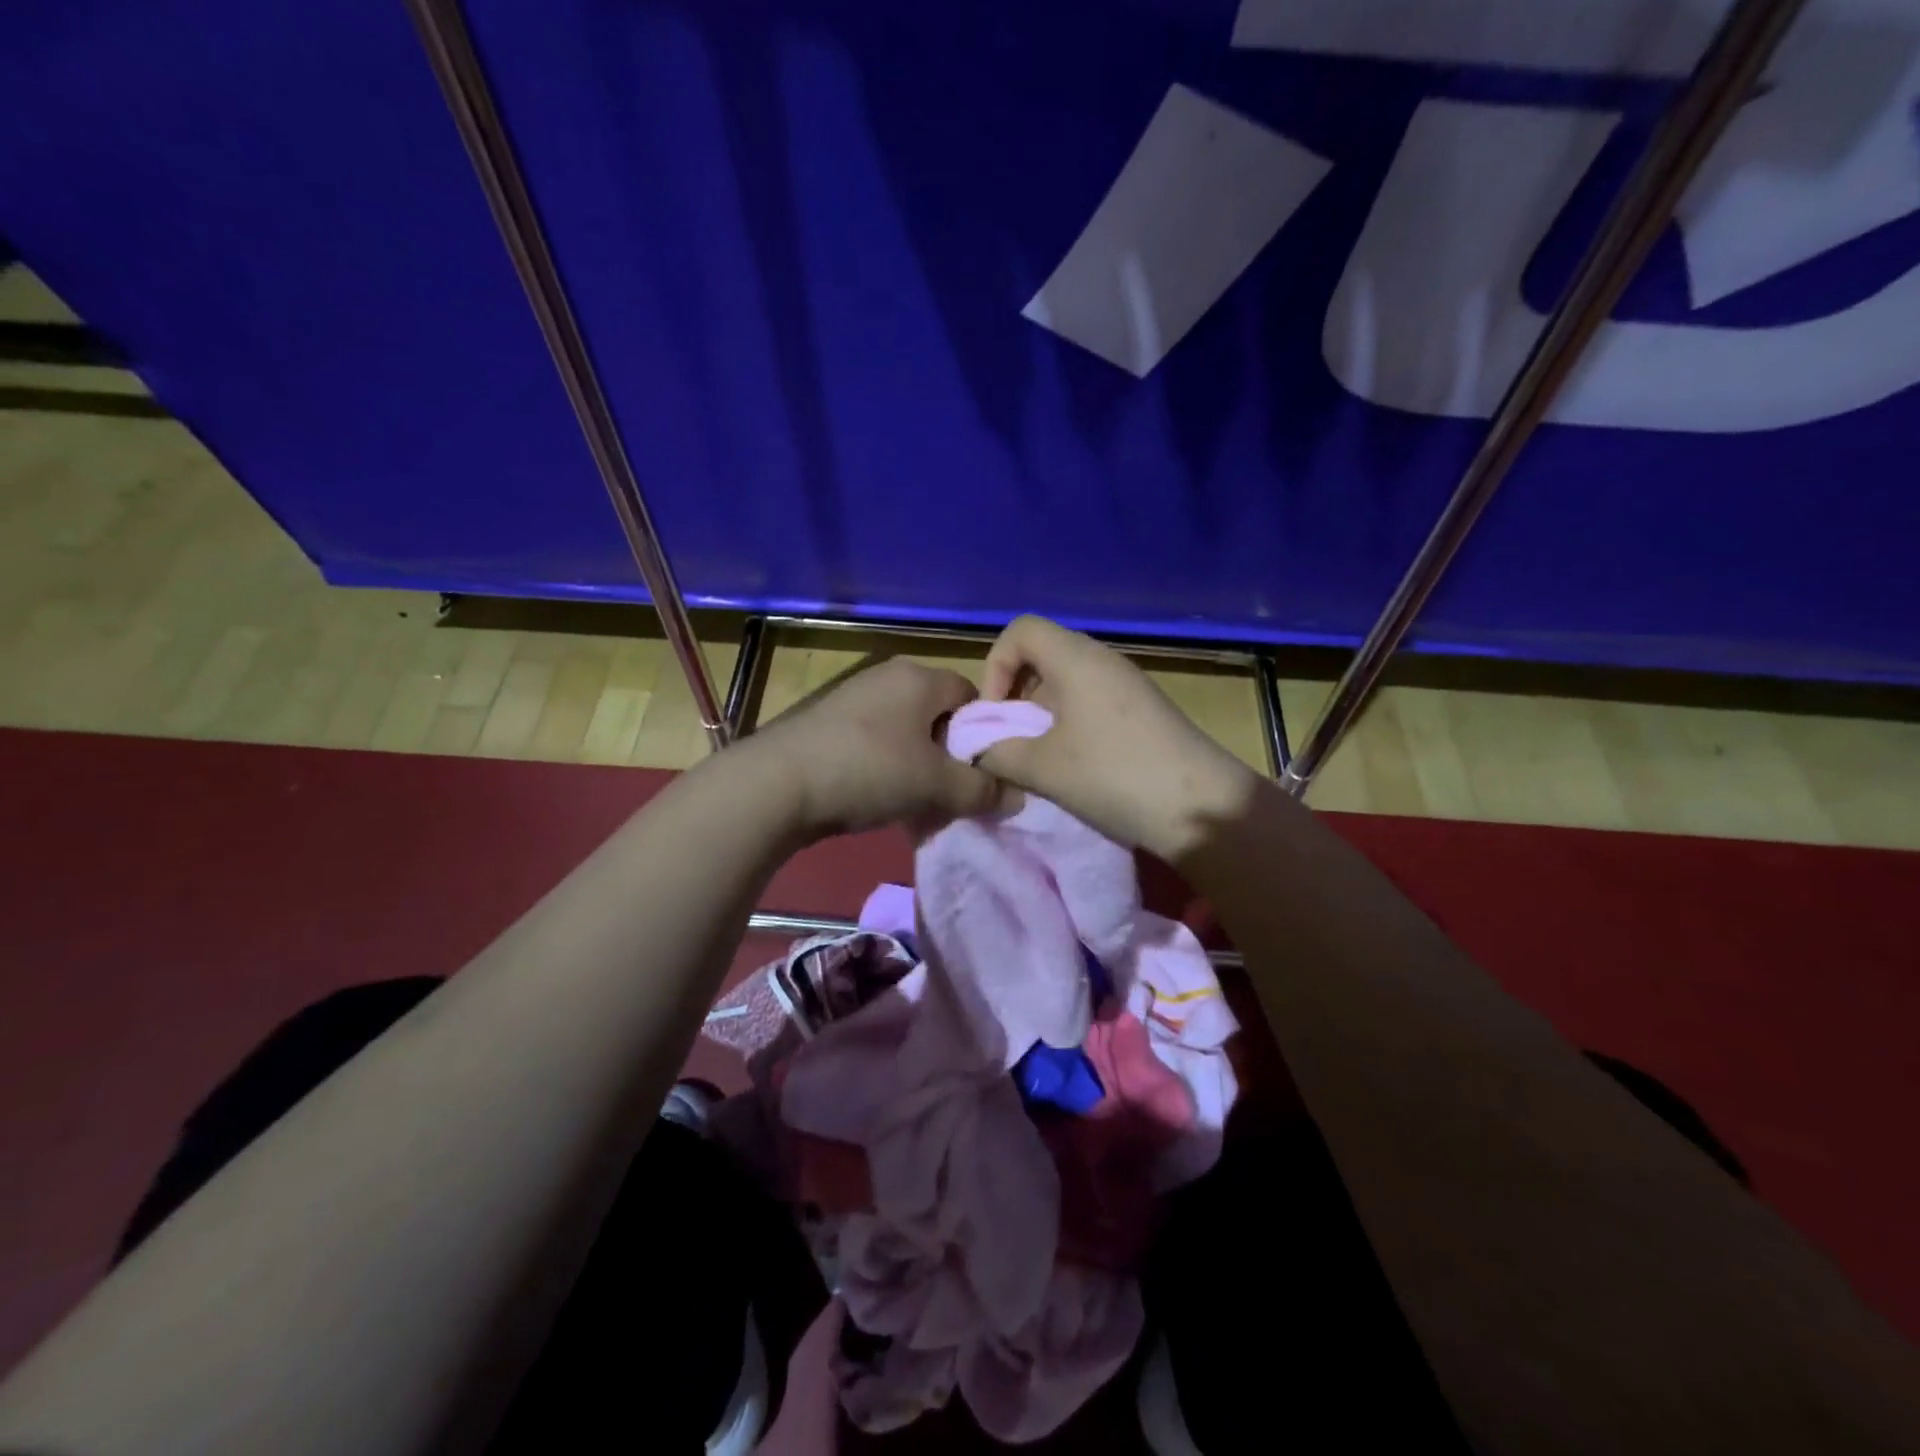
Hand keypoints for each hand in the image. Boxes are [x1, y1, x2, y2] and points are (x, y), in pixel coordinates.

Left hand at [750, 657, 1009, 838]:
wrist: (777, 783)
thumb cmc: (869, 770)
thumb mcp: (935, 784)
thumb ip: (980, 790)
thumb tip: (1016, 796)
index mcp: (920, 677)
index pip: (972, 695)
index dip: (984, 734)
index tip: (982, 772)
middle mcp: (888, 676)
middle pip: (938, 715)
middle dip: (950, 755)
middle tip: (952, 793)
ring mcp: (854, 698)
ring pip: (906, 732)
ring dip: (917, 765)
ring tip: (916, 802)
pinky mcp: (828, 723)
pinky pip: (875, 742)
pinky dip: (886, 767)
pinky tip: (878, 798)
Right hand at [975, 616, 1258, 861]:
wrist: (1203, 808)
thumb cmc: (1114, 776)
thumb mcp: (1043, 768)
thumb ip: (997, 753)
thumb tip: (977, 750)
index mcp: (1076, 659)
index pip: (1021, 630)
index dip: (995, 665)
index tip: (997, 714)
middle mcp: (1103, 661)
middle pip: (1042, 655)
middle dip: (1016, 695)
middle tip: (1012, 739)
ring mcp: (1127, 685)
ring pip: (1067, 683)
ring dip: (1042, 715)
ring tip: (1040, 758)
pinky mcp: (1143, 711)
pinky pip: (1091, 702)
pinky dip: (1069, 724)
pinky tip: (1074, 765)